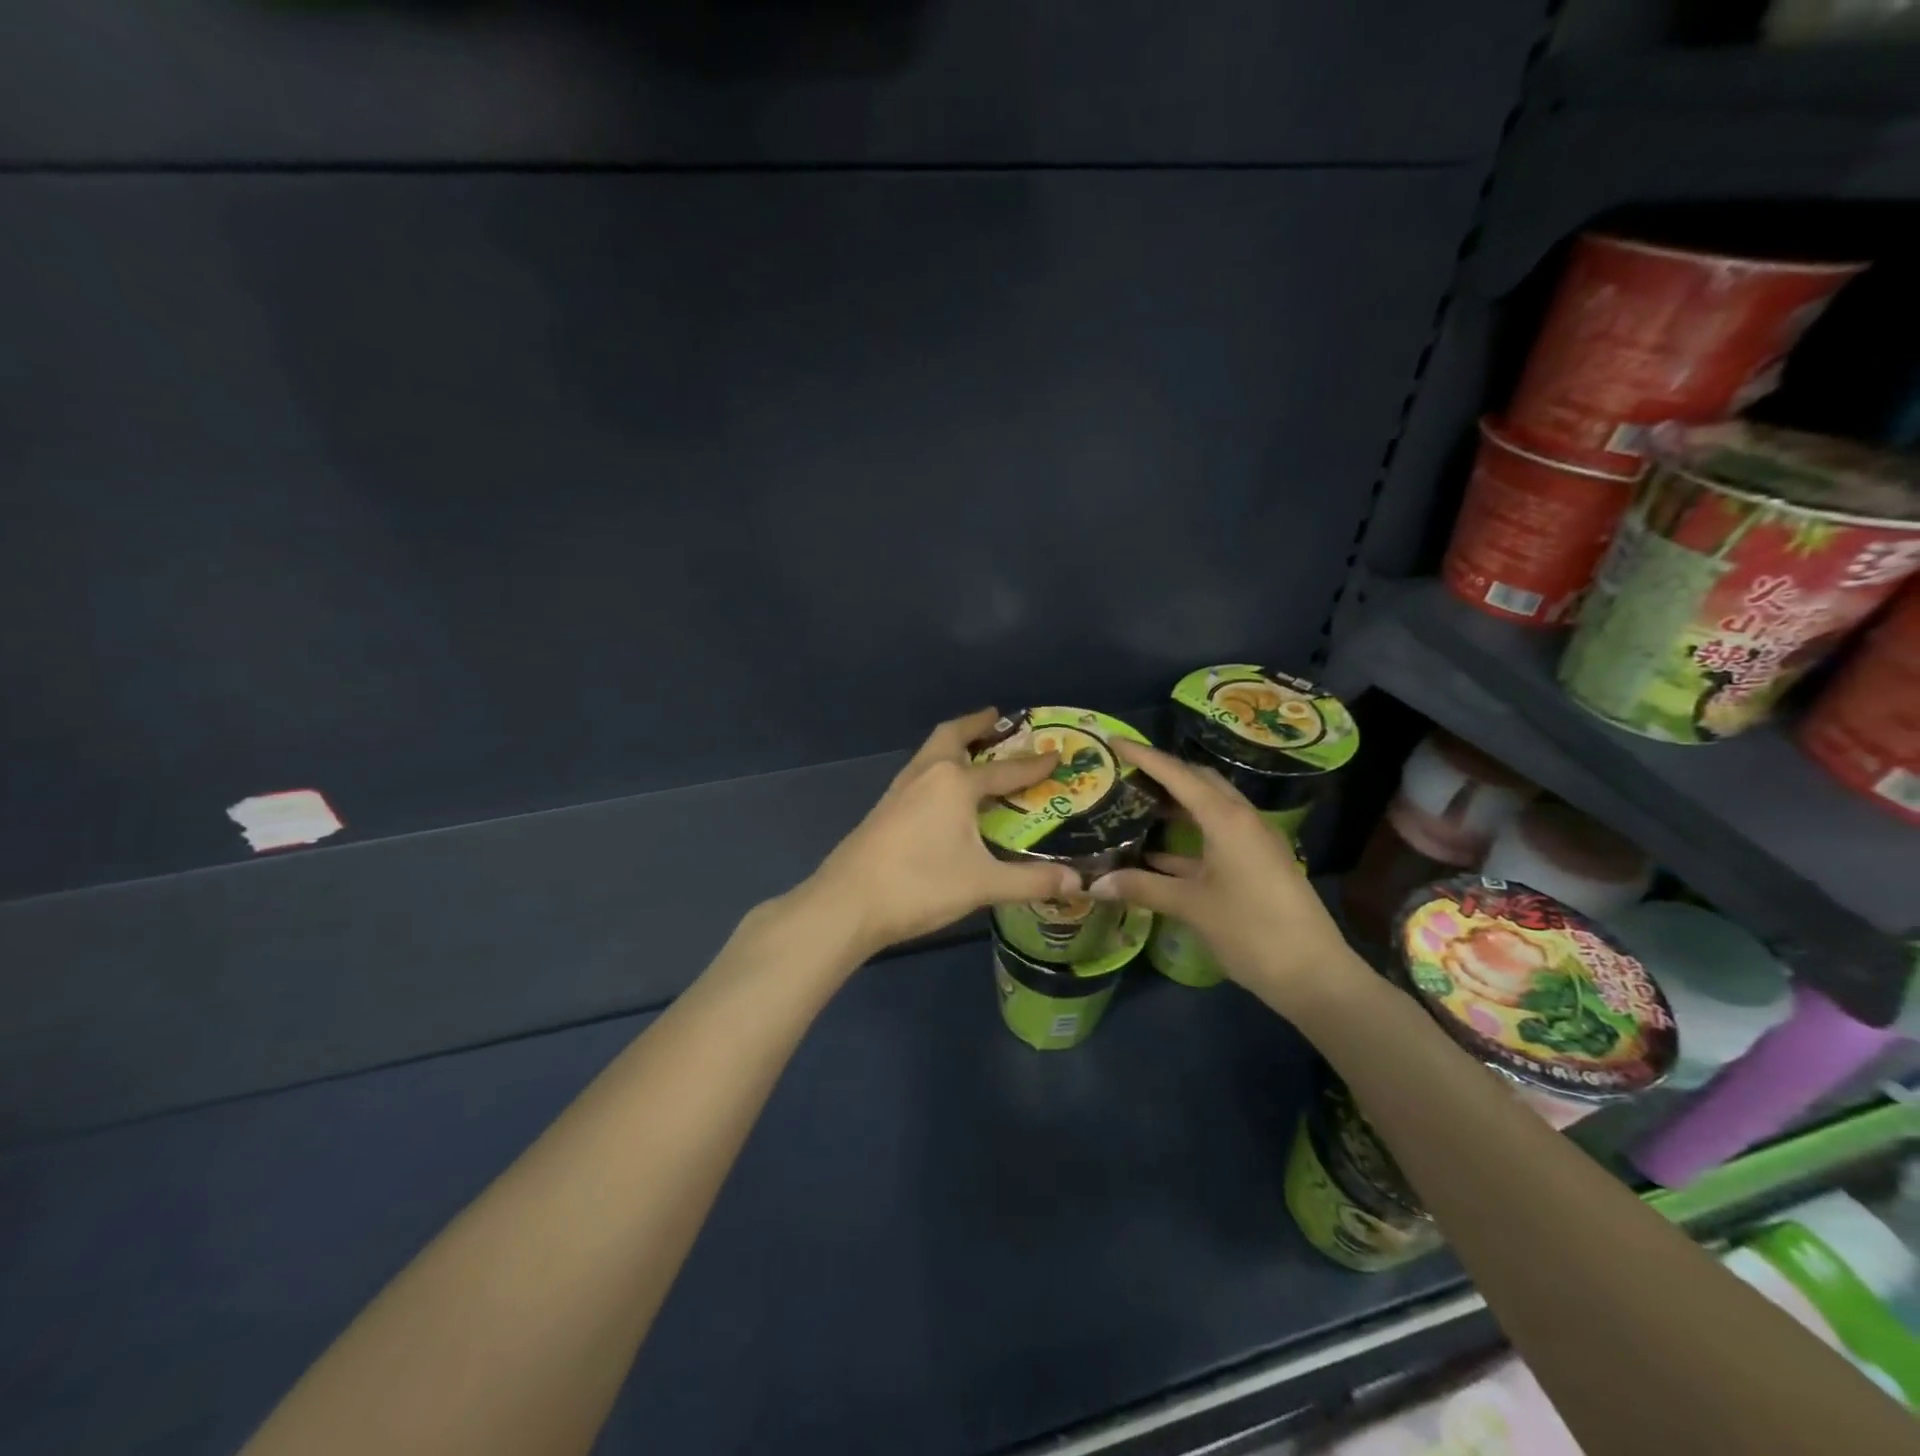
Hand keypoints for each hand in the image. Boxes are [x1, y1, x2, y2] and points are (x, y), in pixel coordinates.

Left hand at [801, 708, 1080, 959]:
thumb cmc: (920, 885)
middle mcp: (926, 775)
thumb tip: (1078, 883)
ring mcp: (899, 790)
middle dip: (975, 724)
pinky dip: (937, 768)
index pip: (1005, 770)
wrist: (847, 903)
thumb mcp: (982, 884)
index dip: (1033, 765)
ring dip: (953, 744)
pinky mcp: (884, 808)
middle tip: (996, 718)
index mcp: (954, 783)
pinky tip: (942, 794)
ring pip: (930, 753)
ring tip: (973, 752)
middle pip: (951, 736)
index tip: (1055, 754)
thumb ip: (1031, 881)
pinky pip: (918, 773)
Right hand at [1087, 739, 1364, 1009]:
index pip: (1177, 774)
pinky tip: (1156, 853)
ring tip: (1135, 804)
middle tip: (1124, 772)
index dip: (1143, 756)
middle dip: (1163, 772)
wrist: (1312, 974)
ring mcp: (1252, 841)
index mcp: (1226, 818)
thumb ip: (1142, 887)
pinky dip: (1187, 836)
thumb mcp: (1190, 906)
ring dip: (1175, 804)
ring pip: (1208, 808)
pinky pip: (1216, 835)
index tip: (1113, 740)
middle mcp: (1241, 819)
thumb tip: (1094, 884)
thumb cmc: (1250, 930)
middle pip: (1198, 781)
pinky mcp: (1256, 863)